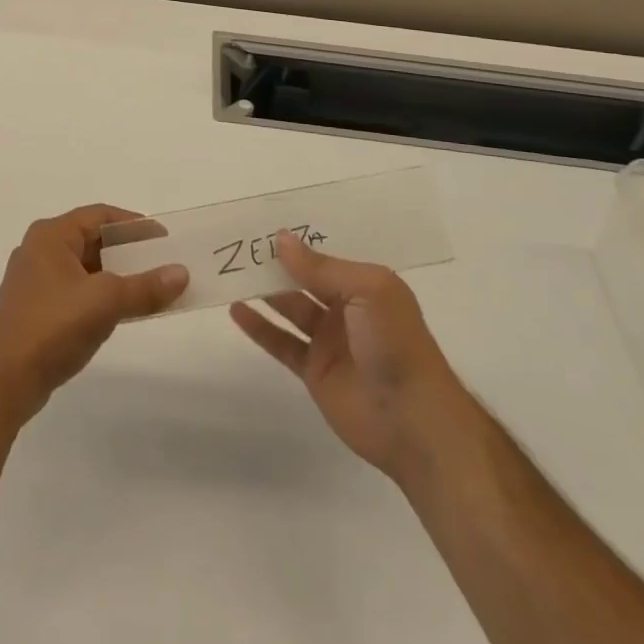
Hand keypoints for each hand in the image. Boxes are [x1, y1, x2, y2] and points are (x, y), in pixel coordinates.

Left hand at [0, 205, 187, 433]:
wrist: (3, 381)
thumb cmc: (53, 326)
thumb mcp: (106, 302)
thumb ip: (145, 287)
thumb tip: (182, 273)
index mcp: (51, 235)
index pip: (100, 216)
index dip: (134, 224)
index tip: (163, 239)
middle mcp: (39, 250)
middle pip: (92, 240)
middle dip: (127, 252)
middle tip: (160, 263)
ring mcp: (34, 281)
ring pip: (84, 268)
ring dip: (115, 276)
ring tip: (147, 288)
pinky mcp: (34, 309)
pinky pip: (75, 290)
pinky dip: (99, 295)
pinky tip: (120, 312)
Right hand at [230, 230, 473, 485]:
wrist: (413, 421)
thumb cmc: (395, 343)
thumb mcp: (366, 291)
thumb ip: (321, 268)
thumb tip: (281, 239)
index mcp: (364, 284)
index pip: (325, 255)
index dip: (297, 241)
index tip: (262, 223)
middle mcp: (346, 307)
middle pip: (303, 279)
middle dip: (275, 263)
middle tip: (238, 243)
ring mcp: (329, 340)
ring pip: (290, 307)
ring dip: (263, 290)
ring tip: (231, 270)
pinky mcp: (315, 371)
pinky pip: (282, 342)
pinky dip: (259, 327)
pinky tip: (235, 310)